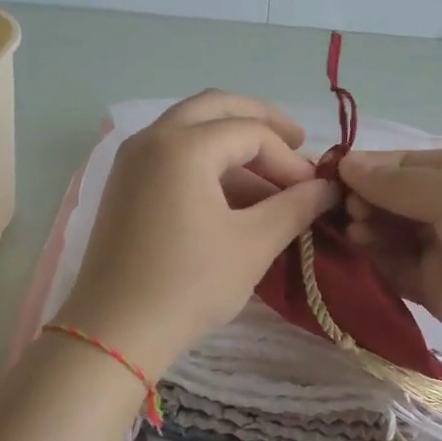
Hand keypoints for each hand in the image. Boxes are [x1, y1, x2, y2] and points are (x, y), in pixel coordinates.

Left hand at [58, 92, 339, 378]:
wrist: (114, 333)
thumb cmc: (189, 285)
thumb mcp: (253, 244)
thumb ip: (295, 207)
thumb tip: (328, 188)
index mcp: (183, 145)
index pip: (251, 132)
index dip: (289, 158)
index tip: (312, 190)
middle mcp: (152, 138)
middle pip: (216, 107)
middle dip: (261, 121)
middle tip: (297, 142)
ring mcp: (132, 160)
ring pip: (192, 128)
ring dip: (234, 143)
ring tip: (272, 182)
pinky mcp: (125, 185)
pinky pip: (172, 153)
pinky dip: (207, 162)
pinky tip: (235, 197)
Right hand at [337, 148, 441, 365]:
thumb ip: (398, 182)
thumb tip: (346, 163)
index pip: (402, 163)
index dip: (366, 168)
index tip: (330, 176)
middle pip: (392, 196)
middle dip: (364, 199)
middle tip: (347, 211)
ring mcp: (441, 247)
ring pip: (388, 231)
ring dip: (366, 228)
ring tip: (355, 233)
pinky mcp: (431, 287)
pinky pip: (392, 266)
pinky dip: (373, 259)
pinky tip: (359, 254)